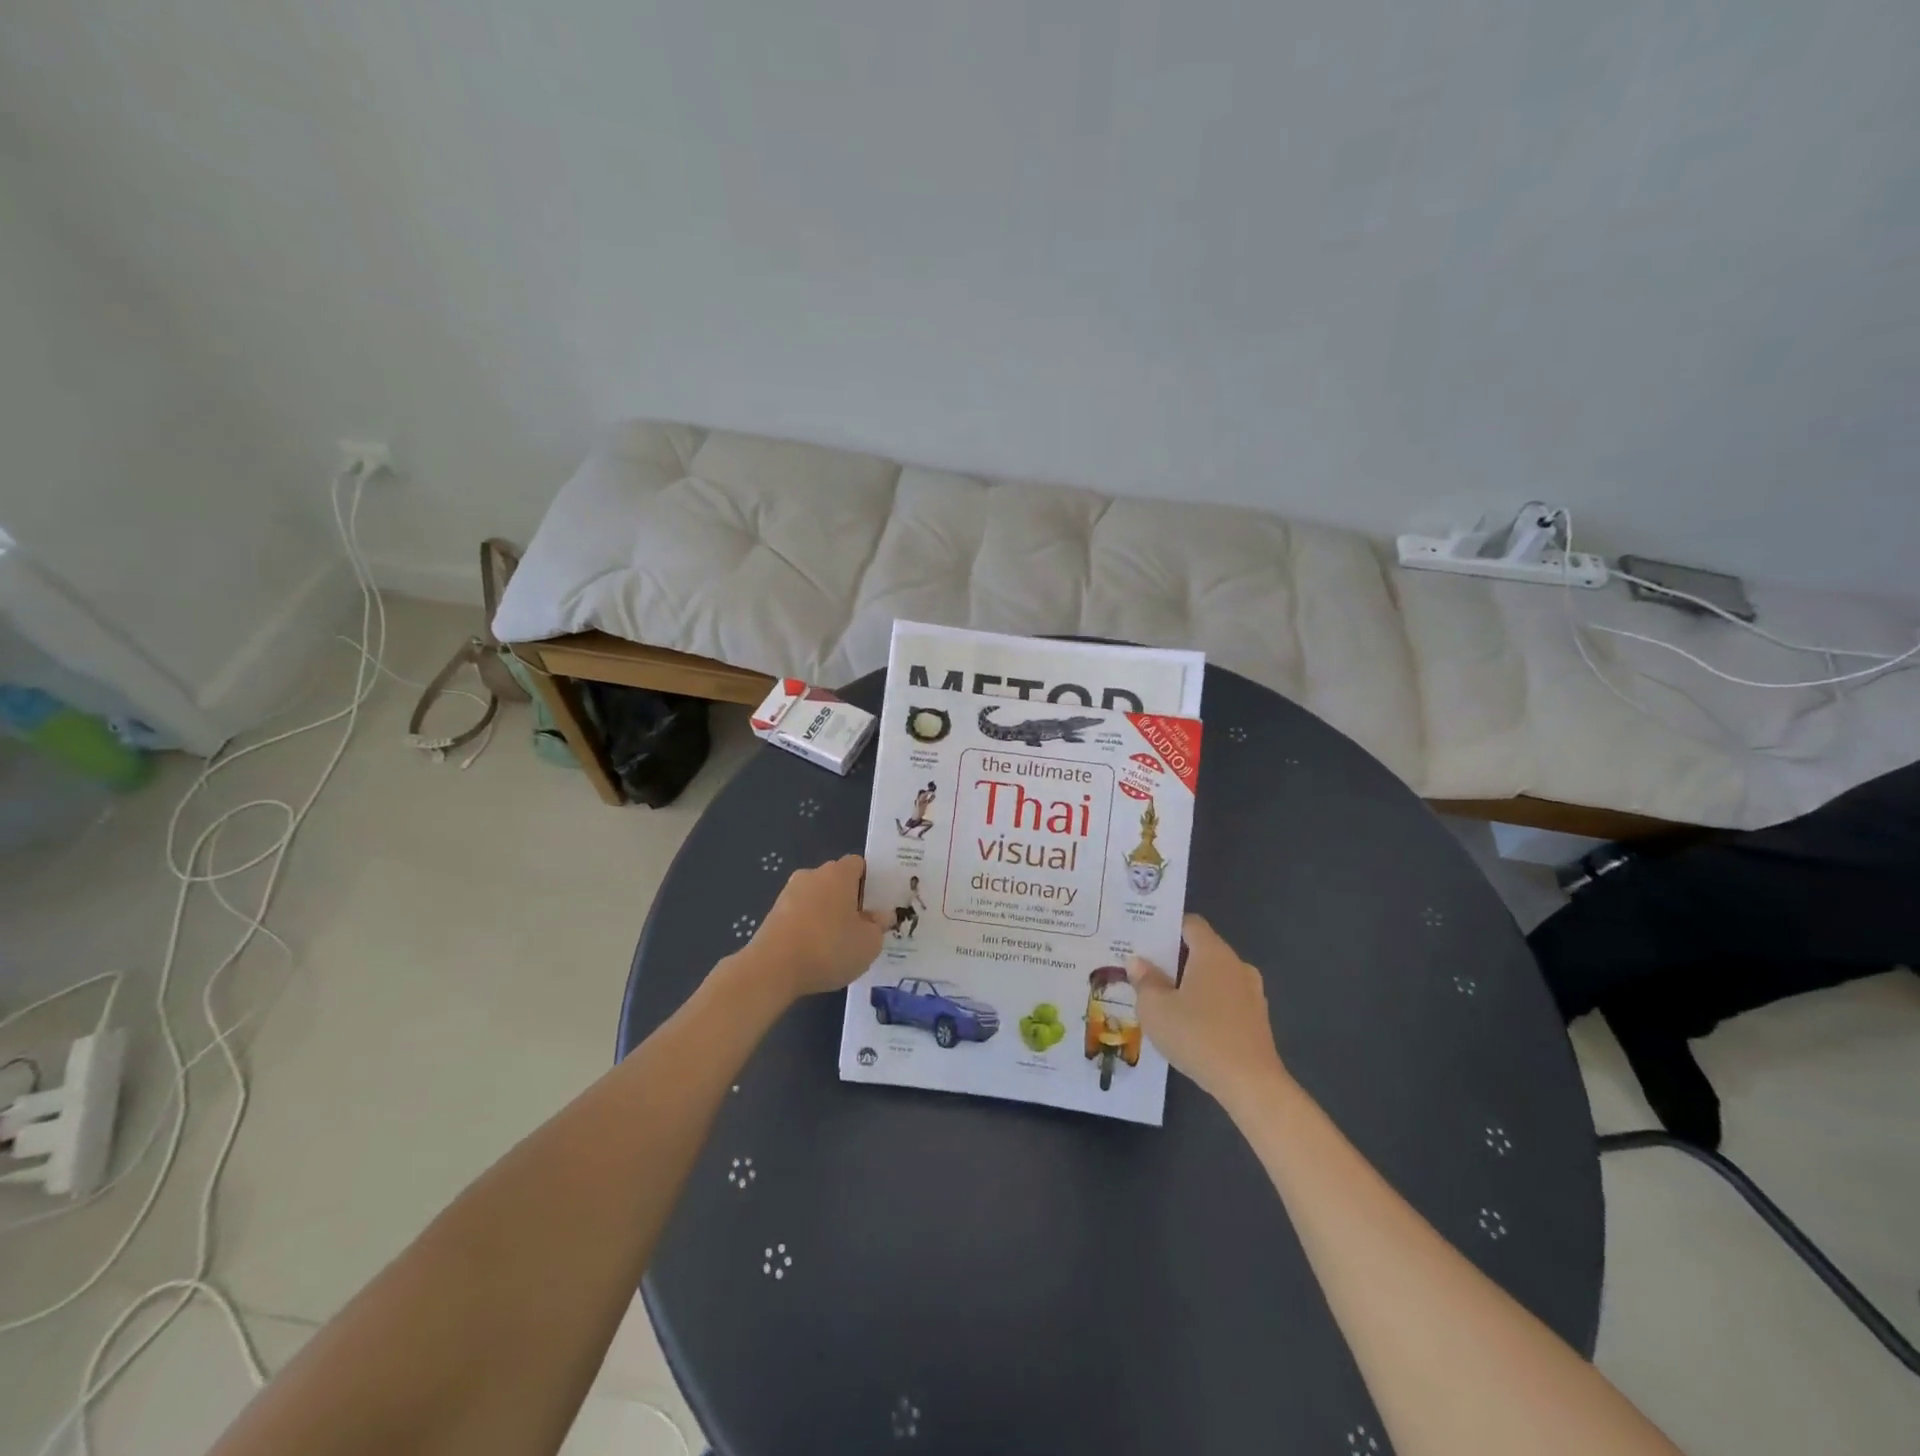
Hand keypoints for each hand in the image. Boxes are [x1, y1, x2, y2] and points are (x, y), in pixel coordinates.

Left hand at [745, 854, 889, 999]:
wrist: (772, 969)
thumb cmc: (829, 948)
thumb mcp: (869, 943)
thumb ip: (879, 926)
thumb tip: (882, 916)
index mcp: (838, 873)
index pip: (858, 864)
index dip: (869, 882)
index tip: (875, 906)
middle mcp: (812, 875)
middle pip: (836, 880)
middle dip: (847, 899)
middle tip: (859, 927)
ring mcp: (788, 893)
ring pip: (815, 898)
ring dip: (826, 914)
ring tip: (835, 945)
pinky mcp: (772, 915)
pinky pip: (799, 915)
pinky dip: (807, 928)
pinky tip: (813, 953)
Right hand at [1129, 915, 1285, 1109]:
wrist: (1250, 1084)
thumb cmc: (1198, 1036)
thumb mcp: (1156, 1009)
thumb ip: (1144, 981)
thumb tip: (1138, 962)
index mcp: (1213, 953)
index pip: (1190, 924)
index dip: (1166, 927)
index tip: (1143, 939)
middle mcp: (1236, 964)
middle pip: (1202, 950)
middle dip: (1174, 958)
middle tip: (1145, 971)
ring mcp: (1252, 993)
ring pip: (1215, 977)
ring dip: (1192, 983)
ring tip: (1164, 1000)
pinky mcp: (1257, 1019)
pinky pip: (1226, 1000)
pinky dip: (1208, 1004)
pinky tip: (1190, 1025)